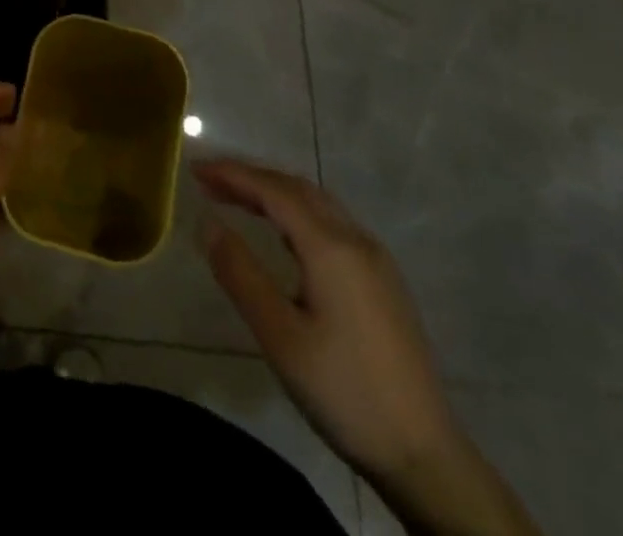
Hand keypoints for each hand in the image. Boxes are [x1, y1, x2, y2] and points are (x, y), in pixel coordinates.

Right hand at [194, 160, 464, 487]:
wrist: (425, 454)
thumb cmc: (344, 391)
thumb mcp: (279, 336)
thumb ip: (240, 273)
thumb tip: (208, 223)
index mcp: (331, 247)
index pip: (273, 190)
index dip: (232, 174)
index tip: (196, 168)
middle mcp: (356, 240)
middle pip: (297, 188)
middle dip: (251, 178)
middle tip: (209, 180)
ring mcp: (376, 259)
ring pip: (318, 204)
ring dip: (275, 192)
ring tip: (237, 199)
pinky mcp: (384, 281)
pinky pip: (332, 223)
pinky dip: (297, 211)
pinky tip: (283, 233)